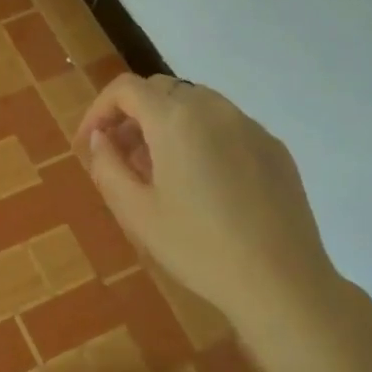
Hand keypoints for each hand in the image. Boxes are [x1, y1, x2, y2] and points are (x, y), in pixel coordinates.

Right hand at [76, 75, 343, 331]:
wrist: (281, 282)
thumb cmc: (198, 247)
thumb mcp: (136, 212)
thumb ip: (107, 165)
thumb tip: (100, 138)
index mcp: (176, 120)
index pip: (126, 89)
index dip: (99, 110)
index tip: (90, 143)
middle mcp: (215, 109)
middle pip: (161, 90)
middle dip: (132, 115)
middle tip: (120, 157)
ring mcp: (250, 126)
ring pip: (195, 104)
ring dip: (166, 124)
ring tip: (158, 171)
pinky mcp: (273, 148)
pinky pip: (226, 126)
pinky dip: (200, 137)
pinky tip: (202, 183)